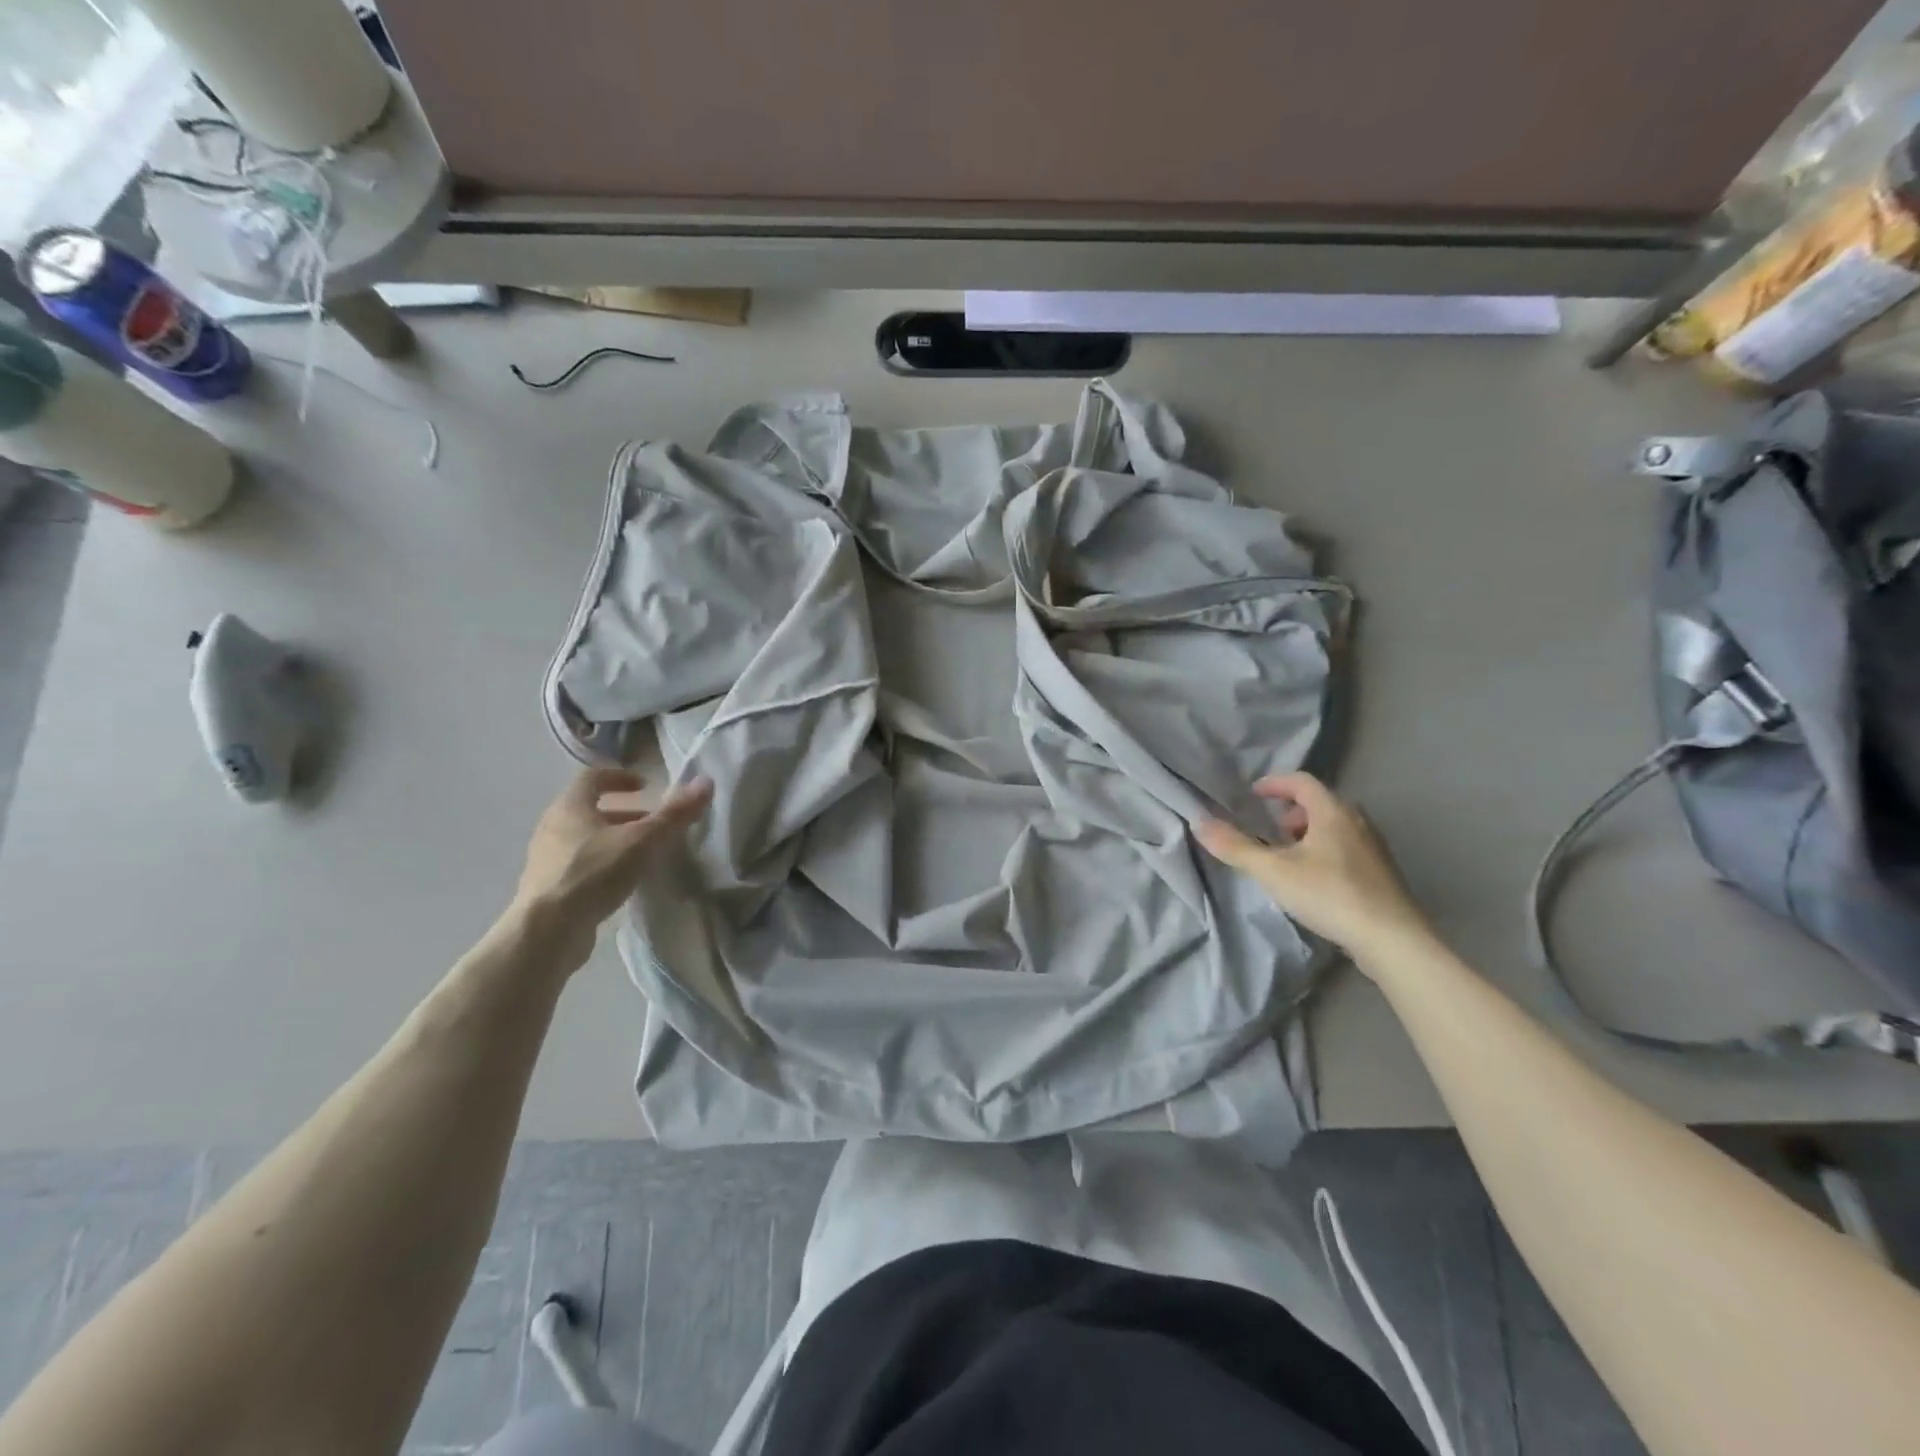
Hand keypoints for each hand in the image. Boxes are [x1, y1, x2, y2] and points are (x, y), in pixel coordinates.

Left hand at [512, 769, 712, 967]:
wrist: (546, 932)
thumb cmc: (593, 874)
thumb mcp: (642, 841)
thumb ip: (674, 814)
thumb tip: (705, 783)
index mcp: (570, 807)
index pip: (592, 778)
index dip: (619, 777)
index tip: (645, 786)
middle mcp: (553, 828)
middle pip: (588, 809)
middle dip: (623, 813)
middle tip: (650, 822)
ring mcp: (546, 860)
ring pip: (584, 839)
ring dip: (612, 839)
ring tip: (642, 853)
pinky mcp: (548, 889)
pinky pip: (578, 865)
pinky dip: (602, 864)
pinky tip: (621, 882)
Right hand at [1196, 772, 1433, 971]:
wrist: (1391, 939)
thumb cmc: (1330, 895)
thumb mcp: (1273, 871)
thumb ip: (1236, 847)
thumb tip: (1199, 822)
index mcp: (1333, 812)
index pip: (1302, 782)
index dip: (1275, 784)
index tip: (1253, 794)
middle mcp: (1358, 822)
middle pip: (1321, 803)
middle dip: (1291, 811)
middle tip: (1269, 828)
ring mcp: (1374, 848)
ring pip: (1335, 827)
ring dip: (1308, 833)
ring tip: (1287, 856)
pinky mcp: (1382, 874)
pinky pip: (1347, 848)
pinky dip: (1325, 851)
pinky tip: (1314, 880)